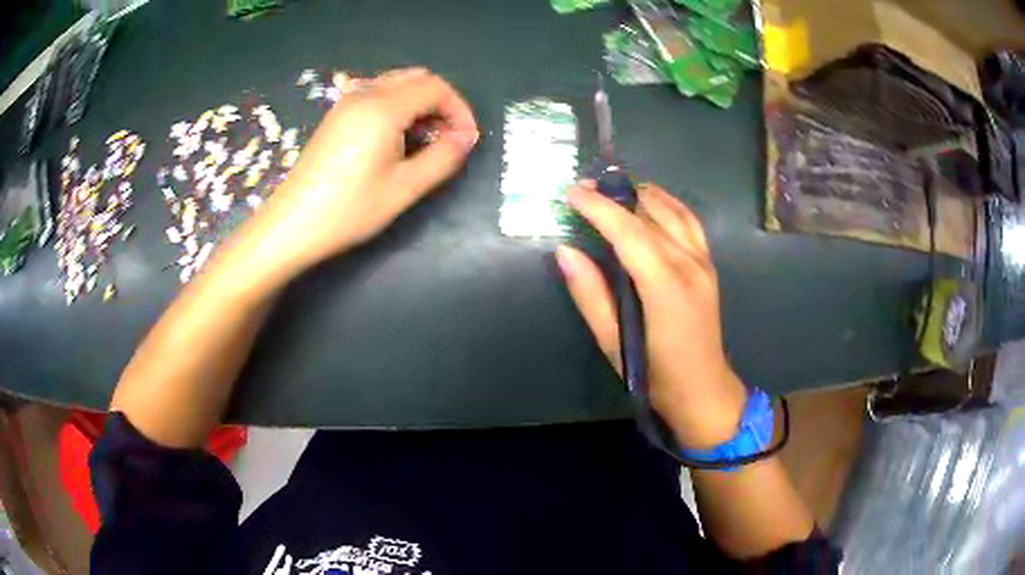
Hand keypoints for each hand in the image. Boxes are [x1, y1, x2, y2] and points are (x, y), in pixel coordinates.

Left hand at [250, 67, 478, 273]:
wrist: (292, 225)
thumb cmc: (349, 209)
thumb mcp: (404, 188)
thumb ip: (443, 158)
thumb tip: (465, 138)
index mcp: (383, 107)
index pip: (436, 87)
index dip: (460, 109)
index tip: (466, 141)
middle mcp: (364, 94)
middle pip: (417, 79)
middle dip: (441, 103)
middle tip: (448, 139)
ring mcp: (346, 103)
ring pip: (397, 84)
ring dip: (420, 104)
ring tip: (425, 141)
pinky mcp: (336, 116)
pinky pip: (377, 95)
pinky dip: (398, 107)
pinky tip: (396, 139)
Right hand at [556, 181, 747, 448]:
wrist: (704, 389)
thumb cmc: (655, 375)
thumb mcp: (613, 343)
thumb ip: (590, 295)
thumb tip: (566, 251)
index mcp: (665, 287)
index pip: (629, 232)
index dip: (599, 208)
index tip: (571, 192)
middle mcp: (689, 265)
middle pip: (650, 214)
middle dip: (615, 195)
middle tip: (583, 188)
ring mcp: (703, 261)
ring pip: (672, 211)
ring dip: (640, 193)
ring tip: (611, 188)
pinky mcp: (708, 264)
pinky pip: (689, 221)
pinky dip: (667, 203)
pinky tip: (649, 200)